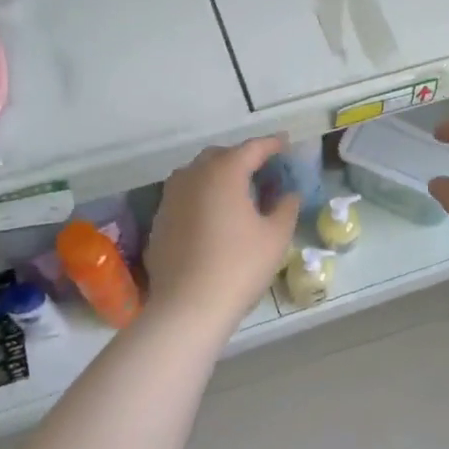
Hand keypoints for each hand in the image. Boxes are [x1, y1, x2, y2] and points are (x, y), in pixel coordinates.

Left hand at [146, 136, 298, 328]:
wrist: (188, 306)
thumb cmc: (240, 266)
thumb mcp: (276, 236)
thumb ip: (286, 208)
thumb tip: (288, 194)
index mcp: (224, 172)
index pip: (252, 148)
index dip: (271, 144)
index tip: (286, 143)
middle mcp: (192, 176)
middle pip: (219, 155)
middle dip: (240, 157)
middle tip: (261, 168)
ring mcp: (170, 198)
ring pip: (195, 174)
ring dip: (216, 175)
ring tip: (235, 190)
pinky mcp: (159, 222)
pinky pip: (183, 198)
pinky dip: (200, 198)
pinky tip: (212, 218)